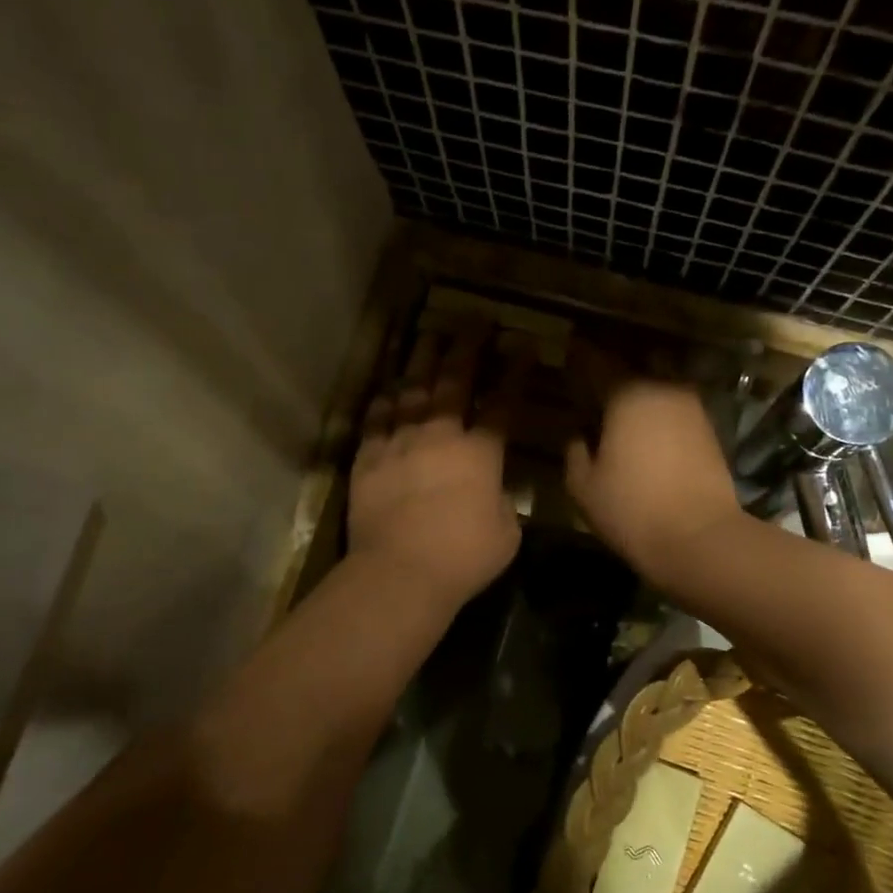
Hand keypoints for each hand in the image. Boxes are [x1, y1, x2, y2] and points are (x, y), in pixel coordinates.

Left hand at [349, 326, 527, 610]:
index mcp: (480, 453)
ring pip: (412, 391)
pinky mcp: (368, 459)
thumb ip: (502, 503)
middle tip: (475, 320)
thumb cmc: (463, 557)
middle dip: (468, 348)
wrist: (400, 571)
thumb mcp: (505, 532)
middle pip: (454, 382)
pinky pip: (376, 420)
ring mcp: (399, 443)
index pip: (502, 403)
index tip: (523, 344)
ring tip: (430, 335)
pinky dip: (384, 401)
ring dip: (423, 360)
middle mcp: (439, 436)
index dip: (515, 372)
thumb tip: (492, 492)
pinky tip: (388, 388)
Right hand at [563, 347, 743, 582]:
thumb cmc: (632, 510)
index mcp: (626, 394)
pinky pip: (676, 404)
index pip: (596, 360)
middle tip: (594, 377)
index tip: (568, 348)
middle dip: (614, 366)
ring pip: (661, 380)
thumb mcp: (583, 486)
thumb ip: (575, 451)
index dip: (579, 353)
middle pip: (635, 362)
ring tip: (622, 402)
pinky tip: (648, 425)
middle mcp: (662, 388)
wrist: (700, 538)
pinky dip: (660, 407)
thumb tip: (578, 435)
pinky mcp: (709, 428)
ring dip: (642, 384)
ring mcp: (691, 407)